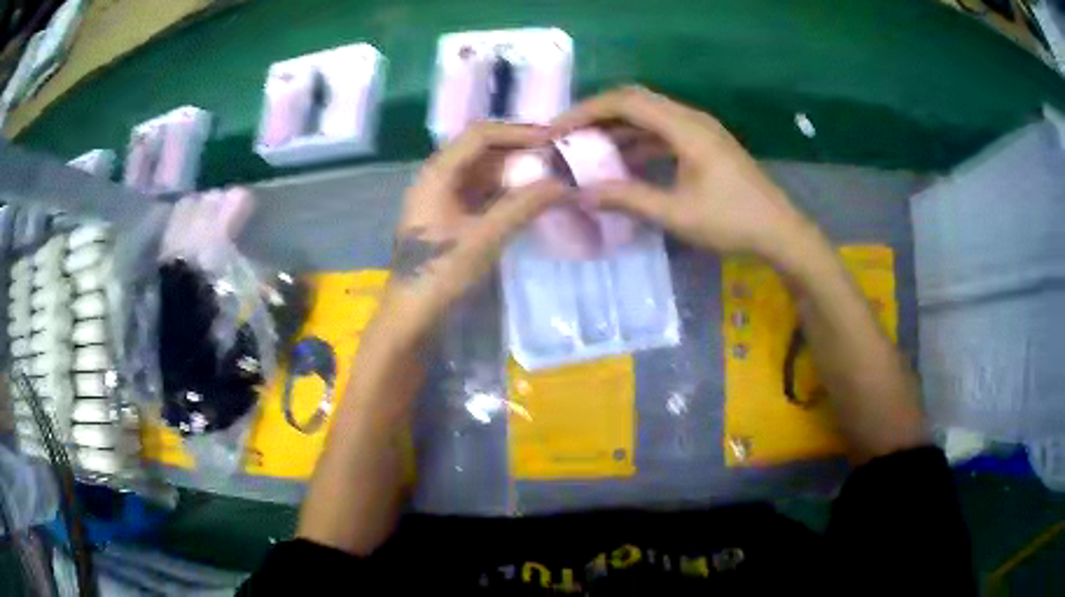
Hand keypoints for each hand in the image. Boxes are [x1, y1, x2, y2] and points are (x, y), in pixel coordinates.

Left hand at [379, 122, 566, 341]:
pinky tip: (527, 196)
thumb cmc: (440, 274)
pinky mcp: (447, 215)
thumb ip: (523, 206)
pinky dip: (504, 190)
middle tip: (555, 156)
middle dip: (518, 150)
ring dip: (513, 170)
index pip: (480, 135)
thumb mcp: (484, 238)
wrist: (410, 315)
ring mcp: (441, 196)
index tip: (553, 140)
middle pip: (480, 149)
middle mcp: (437, 177)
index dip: (518, 132)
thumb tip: (563, 183)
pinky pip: (480, 191)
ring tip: (548, 174)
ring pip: (482, 170)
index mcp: (437, 174)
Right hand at [551, 86, 810, 256]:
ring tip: (587, 148)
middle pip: (636, 101)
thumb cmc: (732, 222)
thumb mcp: (677, 214)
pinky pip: (663, 132)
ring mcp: (700, 130)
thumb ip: (628, 199)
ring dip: (617, 128)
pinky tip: (623, 162)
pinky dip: (638, 141)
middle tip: (568, 136)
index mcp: (685, 128)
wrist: (780, 232)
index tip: (558, 130)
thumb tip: (581, 193)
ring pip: (649, 116)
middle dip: (598, 115)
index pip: (626, 102)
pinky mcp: (705, 144)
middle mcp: (691, 119)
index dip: (587, 111)